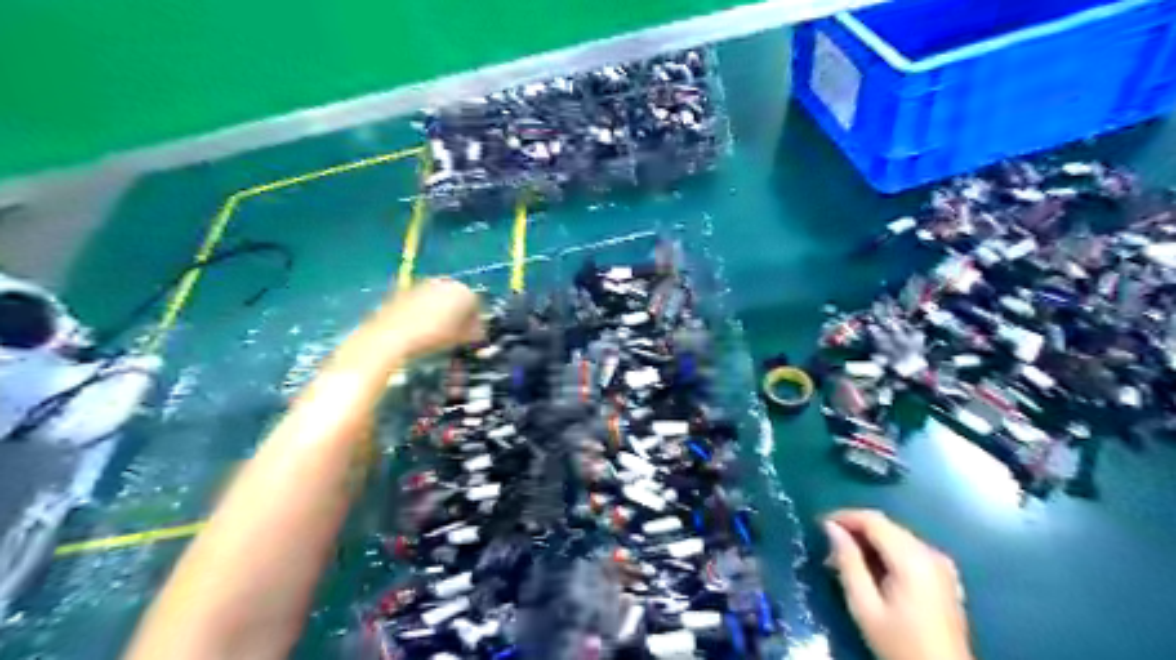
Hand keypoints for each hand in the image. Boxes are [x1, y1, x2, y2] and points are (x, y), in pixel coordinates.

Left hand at [366, 277, 476, 361]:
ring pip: (438, 297)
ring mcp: (422, 284)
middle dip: (458, 313)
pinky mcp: (402, 290)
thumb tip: (477, 331)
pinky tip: (418, 327)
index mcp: (464, 291)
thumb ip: (474, 332)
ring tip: (435, 331)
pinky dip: (422, 310)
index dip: (476, 321)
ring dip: (440, 311)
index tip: (472, 335)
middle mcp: (445, 282)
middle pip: (457, 298)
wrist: (391, 335)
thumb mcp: (461, 339)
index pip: (476, 305)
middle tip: (455, 332)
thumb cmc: (433, 337)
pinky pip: (420, 300)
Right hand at [819, 510, 975, 658]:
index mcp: (912, 558)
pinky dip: (887, 552)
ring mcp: (941, 564)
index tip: (819, 526)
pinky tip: (873, 571)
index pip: (873, 520)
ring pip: (896, 536)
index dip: (843, 517)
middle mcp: (930, 553)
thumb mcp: (864, 606)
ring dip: (869, 542)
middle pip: (885, 526)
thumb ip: (848, 562)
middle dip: (854, 531)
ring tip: (845, 563)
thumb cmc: (900, 643)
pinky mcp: (944, 575)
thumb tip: (830, 527)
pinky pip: (909, 549)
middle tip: (829, 552)